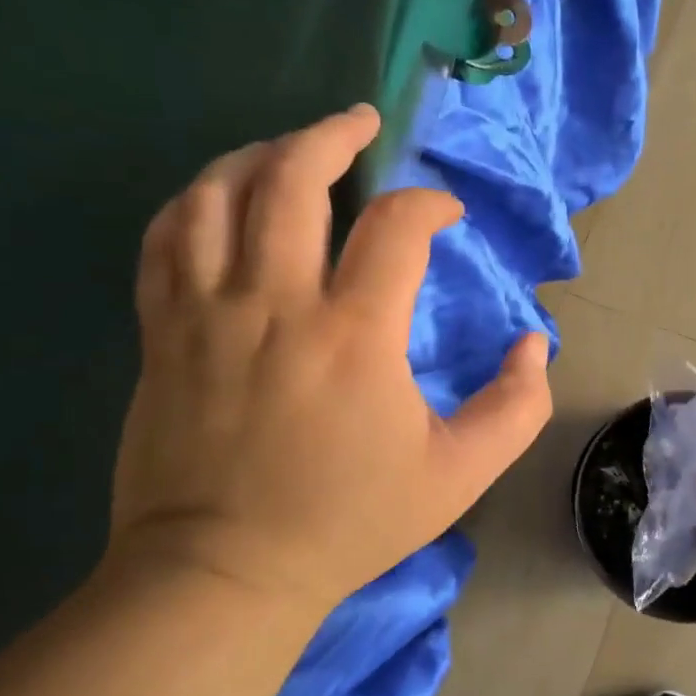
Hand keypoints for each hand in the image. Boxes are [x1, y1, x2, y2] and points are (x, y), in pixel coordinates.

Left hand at [106, 105, 552, 616]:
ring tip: (291, 147)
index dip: (429, 203)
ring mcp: (206, 313)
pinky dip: (196, 200)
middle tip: (361, 123)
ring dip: (260, 154)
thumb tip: (533, 344)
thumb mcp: (461, 475)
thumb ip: (518, 407)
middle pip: (293, 177)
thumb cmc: (349, 522)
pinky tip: (221, 196)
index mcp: (355, 335)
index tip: (445, 215)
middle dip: (334, 135)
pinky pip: (165, 238)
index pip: (397, 226)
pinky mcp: (162, 333)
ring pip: (217, 193)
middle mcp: (276, 304)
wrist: (223, 573)